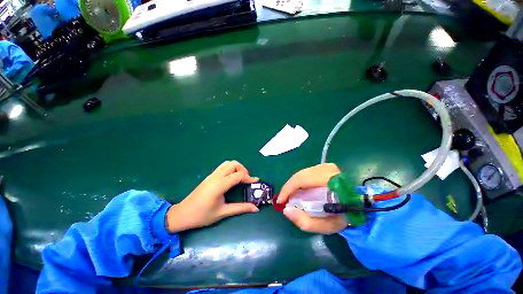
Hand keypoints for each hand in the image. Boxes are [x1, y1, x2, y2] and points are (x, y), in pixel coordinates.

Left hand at [166, 161, 259, 232]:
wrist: (182, 214)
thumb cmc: (202, 215)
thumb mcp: (223, 213)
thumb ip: (241, 208)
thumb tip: (256, 208)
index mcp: (220, 185)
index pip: (238, 175)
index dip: (249, 177)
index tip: (256, 182)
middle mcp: (216, 176)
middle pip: (234, 164)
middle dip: (243, 170)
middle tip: (246, 180)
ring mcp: (212, 175)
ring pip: (228, 163)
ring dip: (236, 168)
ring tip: (240, 178)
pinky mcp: (209, 176)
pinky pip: (223, 167)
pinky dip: (231, 169)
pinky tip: (231, 179)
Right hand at [278, 163, 347, 233]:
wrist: (357, 207)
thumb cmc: (342, 218)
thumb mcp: (325, 226)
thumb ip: (304, 221)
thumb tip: (286, 210)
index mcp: (329, 180)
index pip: (301, 180)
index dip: (287, 189)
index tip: (280, 201)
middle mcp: (326, 169)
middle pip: (299, 176)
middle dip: (289, 188)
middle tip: (284, 200)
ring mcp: (326, 166)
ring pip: (301, 174)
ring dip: (293, 186)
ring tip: (290, 197)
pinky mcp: (324, 167)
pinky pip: (305, 174)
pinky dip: (299, 183)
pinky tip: (298, 191)